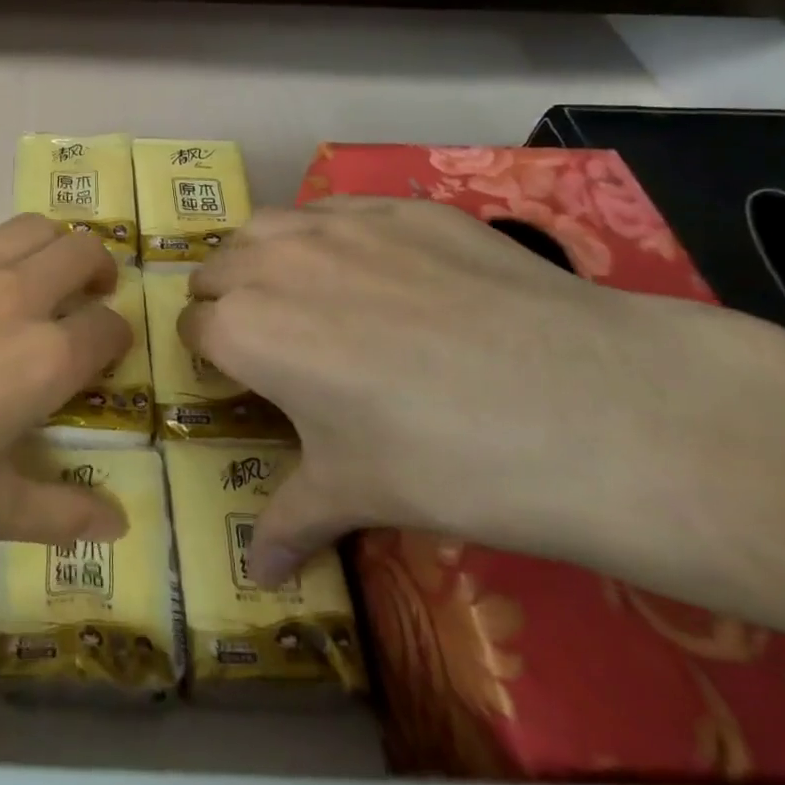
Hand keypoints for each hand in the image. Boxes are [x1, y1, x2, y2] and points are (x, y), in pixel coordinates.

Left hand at [0, 215, 131, 592]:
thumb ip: (58, 512)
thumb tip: (117, 526)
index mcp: (42, 356)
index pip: (108, 328)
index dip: (116, 340)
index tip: (104, 355)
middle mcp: (8, 294)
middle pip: (80, 251)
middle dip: (96, 270)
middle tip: (85, 297)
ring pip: (25, 228)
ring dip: (43, 249)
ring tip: (27, 281)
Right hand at [180, 196, 702, 587]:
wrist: (590, 406)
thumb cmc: (446, 461)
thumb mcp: (356, 494)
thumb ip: (289, 523)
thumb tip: (257, 577)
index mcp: (245, 330)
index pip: (194, 329)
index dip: (210, 356)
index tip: (239, 378)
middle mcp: (272, 262)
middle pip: (216, 268)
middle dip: (227, 300)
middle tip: (271, 340)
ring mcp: (337, 224)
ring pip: (264, 226)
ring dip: (263, 256)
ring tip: (305, 293)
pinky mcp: (399, 207)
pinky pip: (334, 209)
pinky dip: (328, 234)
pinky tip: (378, 269)